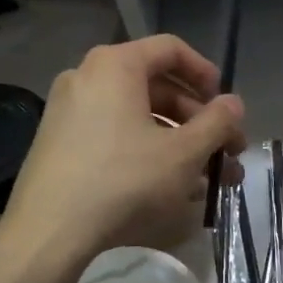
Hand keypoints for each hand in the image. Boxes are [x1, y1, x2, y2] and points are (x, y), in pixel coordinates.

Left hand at [1, 34, 245, 264]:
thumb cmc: (124, 181)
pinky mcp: (58, 144)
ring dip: (178, 142)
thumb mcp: (183, 153)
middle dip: (198, 121)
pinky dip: (145, 152)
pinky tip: (170, 188)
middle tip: (227, 152)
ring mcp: (68, 111)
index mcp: (115, 66)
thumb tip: (234, 104)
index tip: (225, 106)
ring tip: (208, 180)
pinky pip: (113, 135)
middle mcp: (87, 77)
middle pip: (156, 87)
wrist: (48, 233)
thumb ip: (216, 123)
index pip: (171, 49)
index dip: (206, 74)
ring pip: (137, 117)